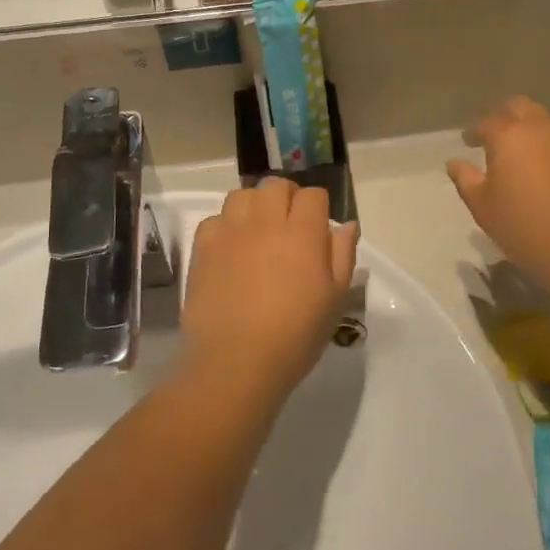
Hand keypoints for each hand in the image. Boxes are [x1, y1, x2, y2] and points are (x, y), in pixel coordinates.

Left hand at [180, 178, 359, 401]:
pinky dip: (226, 226)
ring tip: (258, 232)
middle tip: (289, 227)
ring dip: (254, 205)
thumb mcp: (334, 299)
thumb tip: (346, 224)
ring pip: (243, 194)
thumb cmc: (295, 336)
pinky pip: (215, 218)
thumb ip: (343, 255)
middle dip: (287, 198)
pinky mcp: (203, 247)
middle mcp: (266, 222)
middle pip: (276, 185)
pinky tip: (232, 249)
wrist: (235, 363)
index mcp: (303, 233)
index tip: (318, 230)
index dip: (318, 208)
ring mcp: (231, 231)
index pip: (313, 195)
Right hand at [446, 97, 549, 297]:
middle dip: (505, 116)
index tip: (469, 141)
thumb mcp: (484, 208)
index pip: (487, 122)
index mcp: (510, 136)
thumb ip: (466, 180)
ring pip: (548, 122)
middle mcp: (543, 128)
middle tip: (497, 136)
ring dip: (533, 131)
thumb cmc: (526, 229)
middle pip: (520, 107)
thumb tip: (455, 163)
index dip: (475, 131)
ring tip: (526, 156)